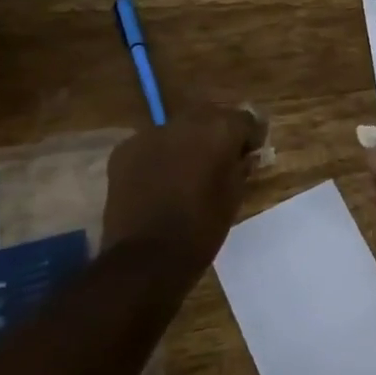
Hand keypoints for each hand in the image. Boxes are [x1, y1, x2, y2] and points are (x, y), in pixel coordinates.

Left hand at [102, 106, 259, 270]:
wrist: (146, 258)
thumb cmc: (201, 228)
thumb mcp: (234, 196)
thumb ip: (241, 166)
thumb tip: (244, 155)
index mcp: (220, 131)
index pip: (245, 118)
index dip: (250, 136)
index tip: (250, 153)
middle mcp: (186, 122)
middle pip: (210, 116)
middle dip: (218, 133)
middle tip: (220, 159)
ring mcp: (151, 134)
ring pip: (178, 128)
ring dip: (187, 142)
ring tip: (187, 170)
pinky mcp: (125, 150)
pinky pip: (152, 144)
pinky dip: (160, 155)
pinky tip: (160, 179)